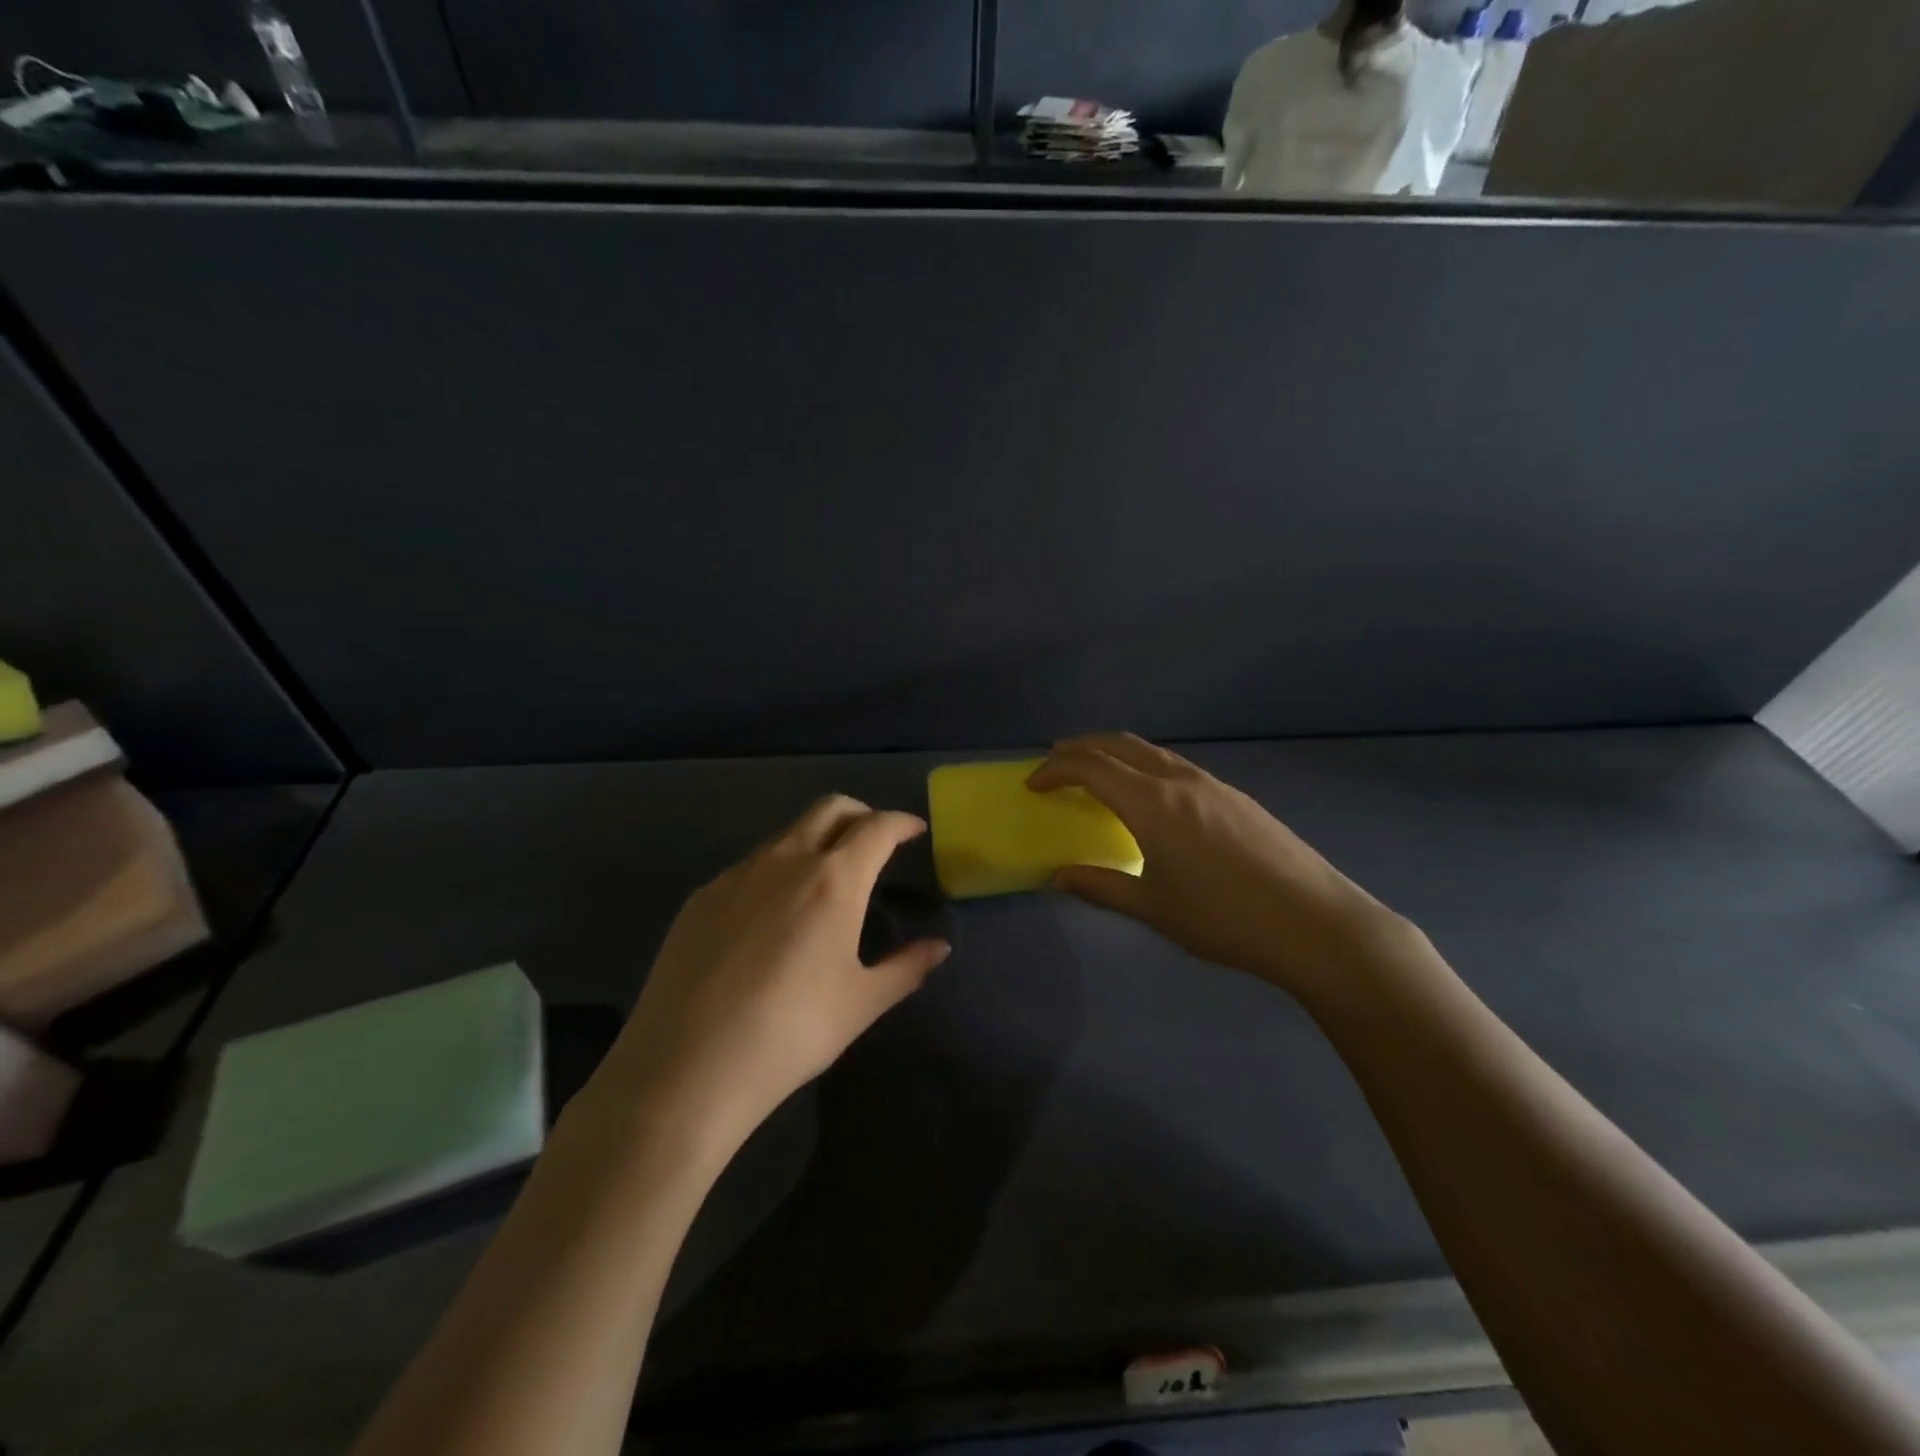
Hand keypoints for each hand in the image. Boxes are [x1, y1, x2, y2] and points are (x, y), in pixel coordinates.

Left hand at [595, 796, 949, 1149]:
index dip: (901, 822)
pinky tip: (770, 917)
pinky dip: (775, 871)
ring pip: (786, 834)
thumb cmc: (792, 1032)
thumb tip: (939, 947)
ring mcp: (737, 874)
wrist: (687, 1066)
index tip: (915, 830)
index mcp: (833, 879)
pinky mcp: (701, 897)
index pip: (877, 827)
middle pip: (829, 808)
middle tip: (874, 842)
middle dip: (860, 814)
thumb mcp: (861, 1003)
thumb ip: (906, 967)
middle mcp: (785, 860)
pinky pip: (749, 866)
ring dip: (815, 841)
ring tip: (824, 882)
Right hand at [1028, 734, 1405, 998]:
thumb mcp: (1154, 908)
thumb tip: (1059, 878)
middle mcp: (1179, 780)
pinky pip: (1176, 765)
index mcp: (1152, 803)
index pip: (1090, 768)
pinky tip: (1150, 795)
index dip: (1055, 770)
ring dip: (1115, 753)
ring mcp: (1212, 784)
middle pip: (1119, 745)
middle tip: (1056, 763)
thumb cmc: (1225, 919)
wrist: (1315, 923)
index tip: (1033, 785)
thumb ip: (1102, 887)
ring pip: (1151, 751)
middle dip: (1081, 748)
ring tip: (1097, 772)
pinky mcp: (1235, 796)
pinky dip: (1145, 766)